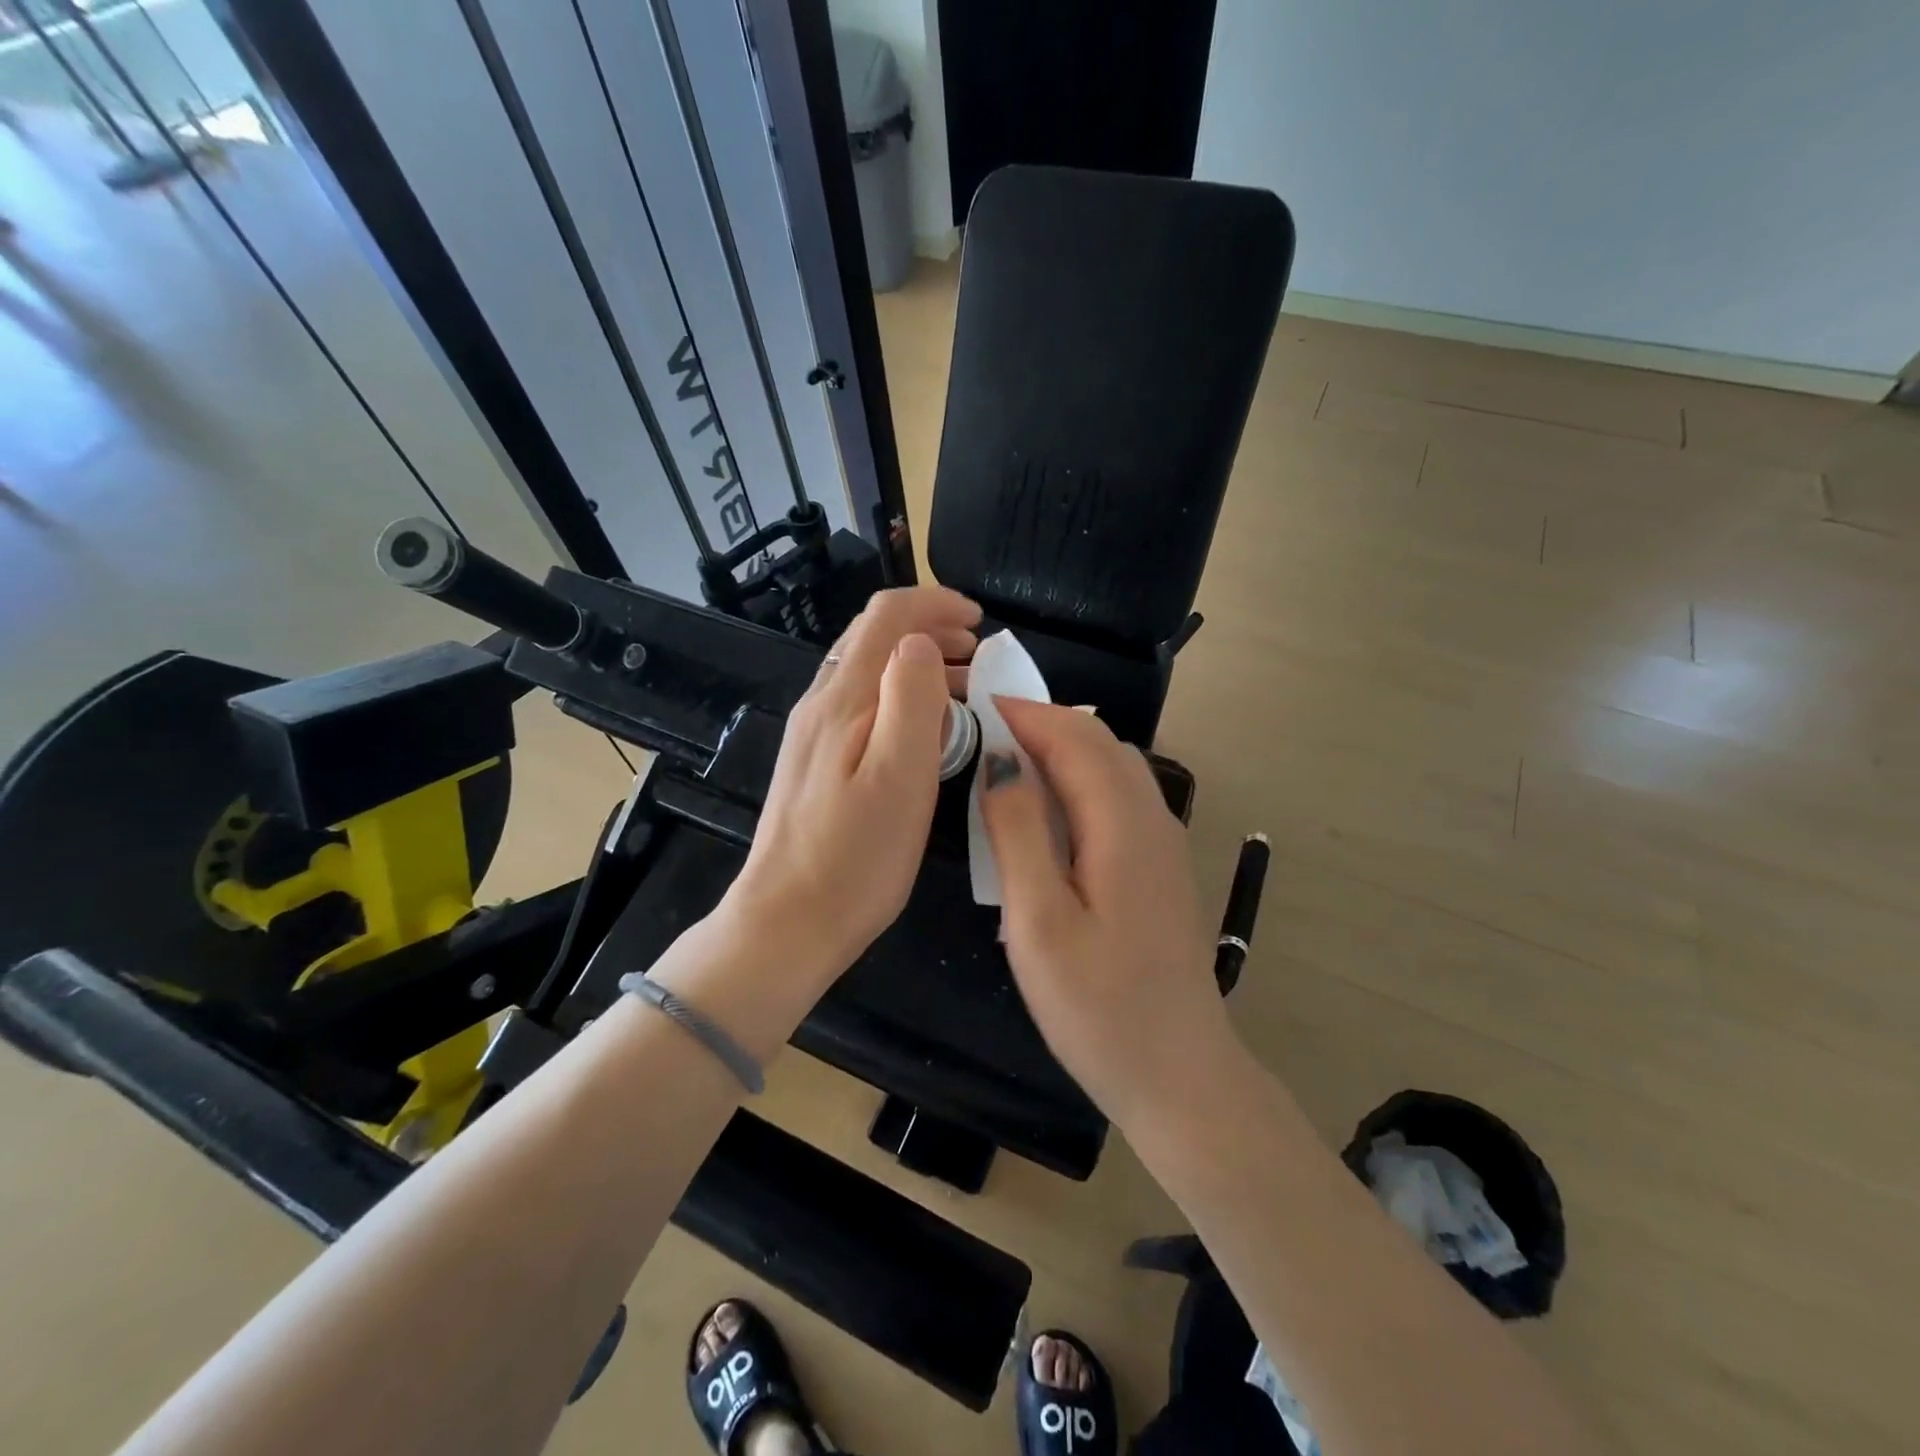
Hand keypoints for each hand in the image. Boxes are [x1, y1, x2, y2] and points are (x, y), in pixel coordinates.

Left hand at [720, 586, 980, 978]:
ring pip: (867, 671)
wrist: (786, 924)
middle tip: (980, 657)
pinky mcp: (815, 763)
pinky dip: (900, 696)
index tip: (980, 622)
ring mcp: (813, 734)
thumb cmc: (854, 859)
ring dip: (918, 664)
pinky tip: (925, 731)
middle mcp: (821, 704)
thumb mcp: (899, 777)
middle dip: (930, 629)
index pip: (886, 616)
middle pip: (873, 637)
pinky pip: (861, 705)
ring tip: (966, 689)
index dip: (935, 603)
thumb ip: (911, 699)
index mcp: (843, 700)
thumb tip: (920, 641)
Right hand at [980, 699, 1241, 1128]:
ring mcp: (1163, 843)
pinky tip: (1047, 810)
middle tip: (981, 731)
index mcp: (1123, 824)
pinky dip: (1078, 780)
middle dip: (1041, 722)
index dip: (1023, 713)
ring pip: (1112, 767)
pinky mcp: (1160, 867)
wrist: (1178, 1075)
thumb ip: (1019, 832)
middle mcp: (1153, 819)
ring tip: (1005, 761)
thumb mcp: (1038, 921)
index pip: (1074, 737)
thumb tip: (1001, 763)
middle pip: (1099, 742)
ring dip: (1061, 749)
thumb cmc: (1099, 1007)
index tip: (972, 705)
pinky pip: (1118, 798)